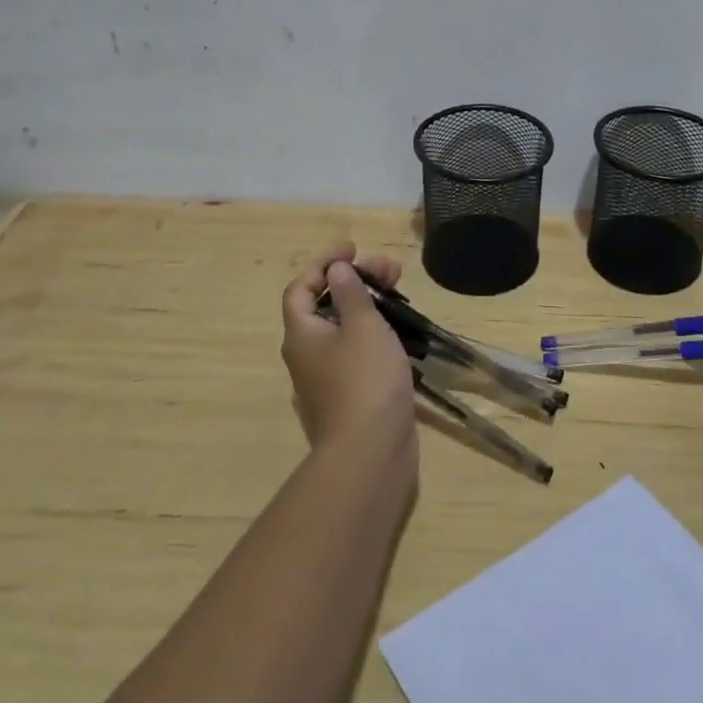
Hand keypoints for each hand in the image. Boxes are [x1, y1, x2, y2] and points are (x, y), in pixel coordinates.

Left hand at [280, 243, 416, 464]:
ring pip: (344, 329)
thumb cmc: (364, 380)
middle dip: (355, 281)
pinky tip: (402, 334)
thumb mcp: (362, 326)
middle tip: (391, 270)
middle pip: (325, 306)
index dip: (323, 263)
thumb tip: (336, 270)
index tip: (353, 249)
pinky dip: (375, 334)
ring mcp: (328, 379)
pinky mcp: (350, 396)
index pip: (300, 288)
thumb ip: (350, 293)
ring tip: (402, 296)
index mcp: (302, 334)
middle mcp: (307, 355)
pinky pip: (358, 352)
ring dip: (369, 306)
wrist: (370, 453)